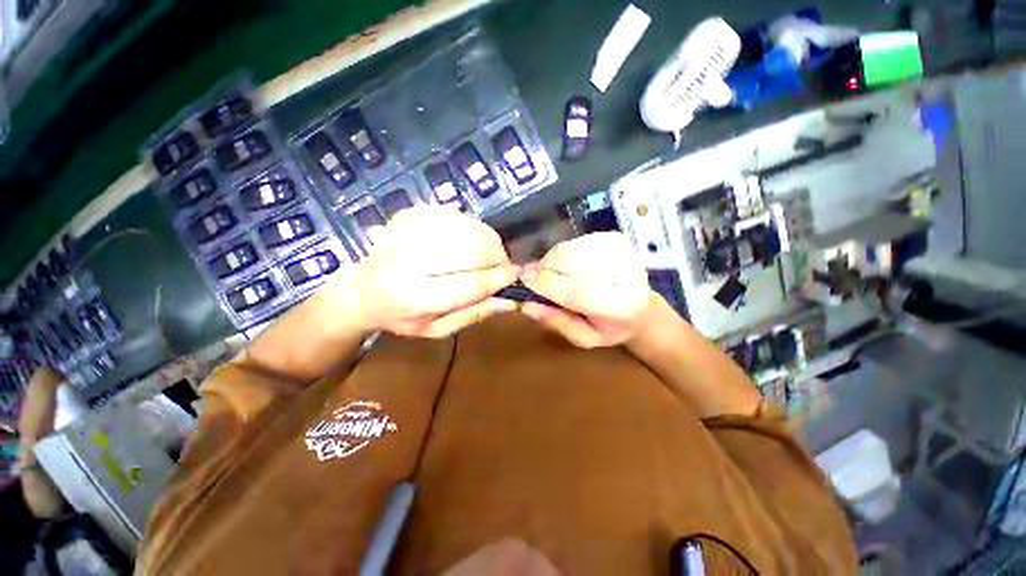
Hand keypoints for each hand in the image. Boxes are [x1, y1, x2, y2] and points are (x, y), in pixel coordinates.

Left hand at [346, 206, 517, 337]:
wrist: (361, 290)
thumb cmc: (402, 316)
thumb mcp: (438, 329)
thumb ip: (474, 314)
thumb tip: (510, 301)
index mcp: (415, 296)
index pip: (471, 284)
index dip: (499, 278)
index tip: (516, 276)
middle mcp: (410, 259)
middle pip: (473, 249)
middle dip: (498, 257)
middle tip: (502, 266)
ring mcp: (408, 230)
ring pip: (469, 228)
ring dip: (489, 241)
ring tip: (488, 255)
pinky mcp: (410, 213)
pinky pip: (457, 215)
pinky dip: (473, 229)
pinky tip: (469, 242)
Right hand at [519, 232, 656, 347]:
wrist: (643, 308)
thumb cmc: (610, 329)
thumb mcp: (583, 338)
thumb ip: (556, 322)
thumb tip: (525, 305)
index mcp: (621, 307)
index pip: (575, 291)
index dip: (545, 284)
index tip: (523, 280)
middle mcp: (626, 273)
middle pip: (568, 261)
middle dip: (544, 269)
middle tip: (537, 280)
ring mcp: (622, 250)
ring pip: (567, 248)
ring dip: (552, 261)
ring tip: (557, 276)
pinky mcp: (616, 237)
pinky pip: (574, 241)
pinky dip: (564, 253)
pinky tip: (572, 267)